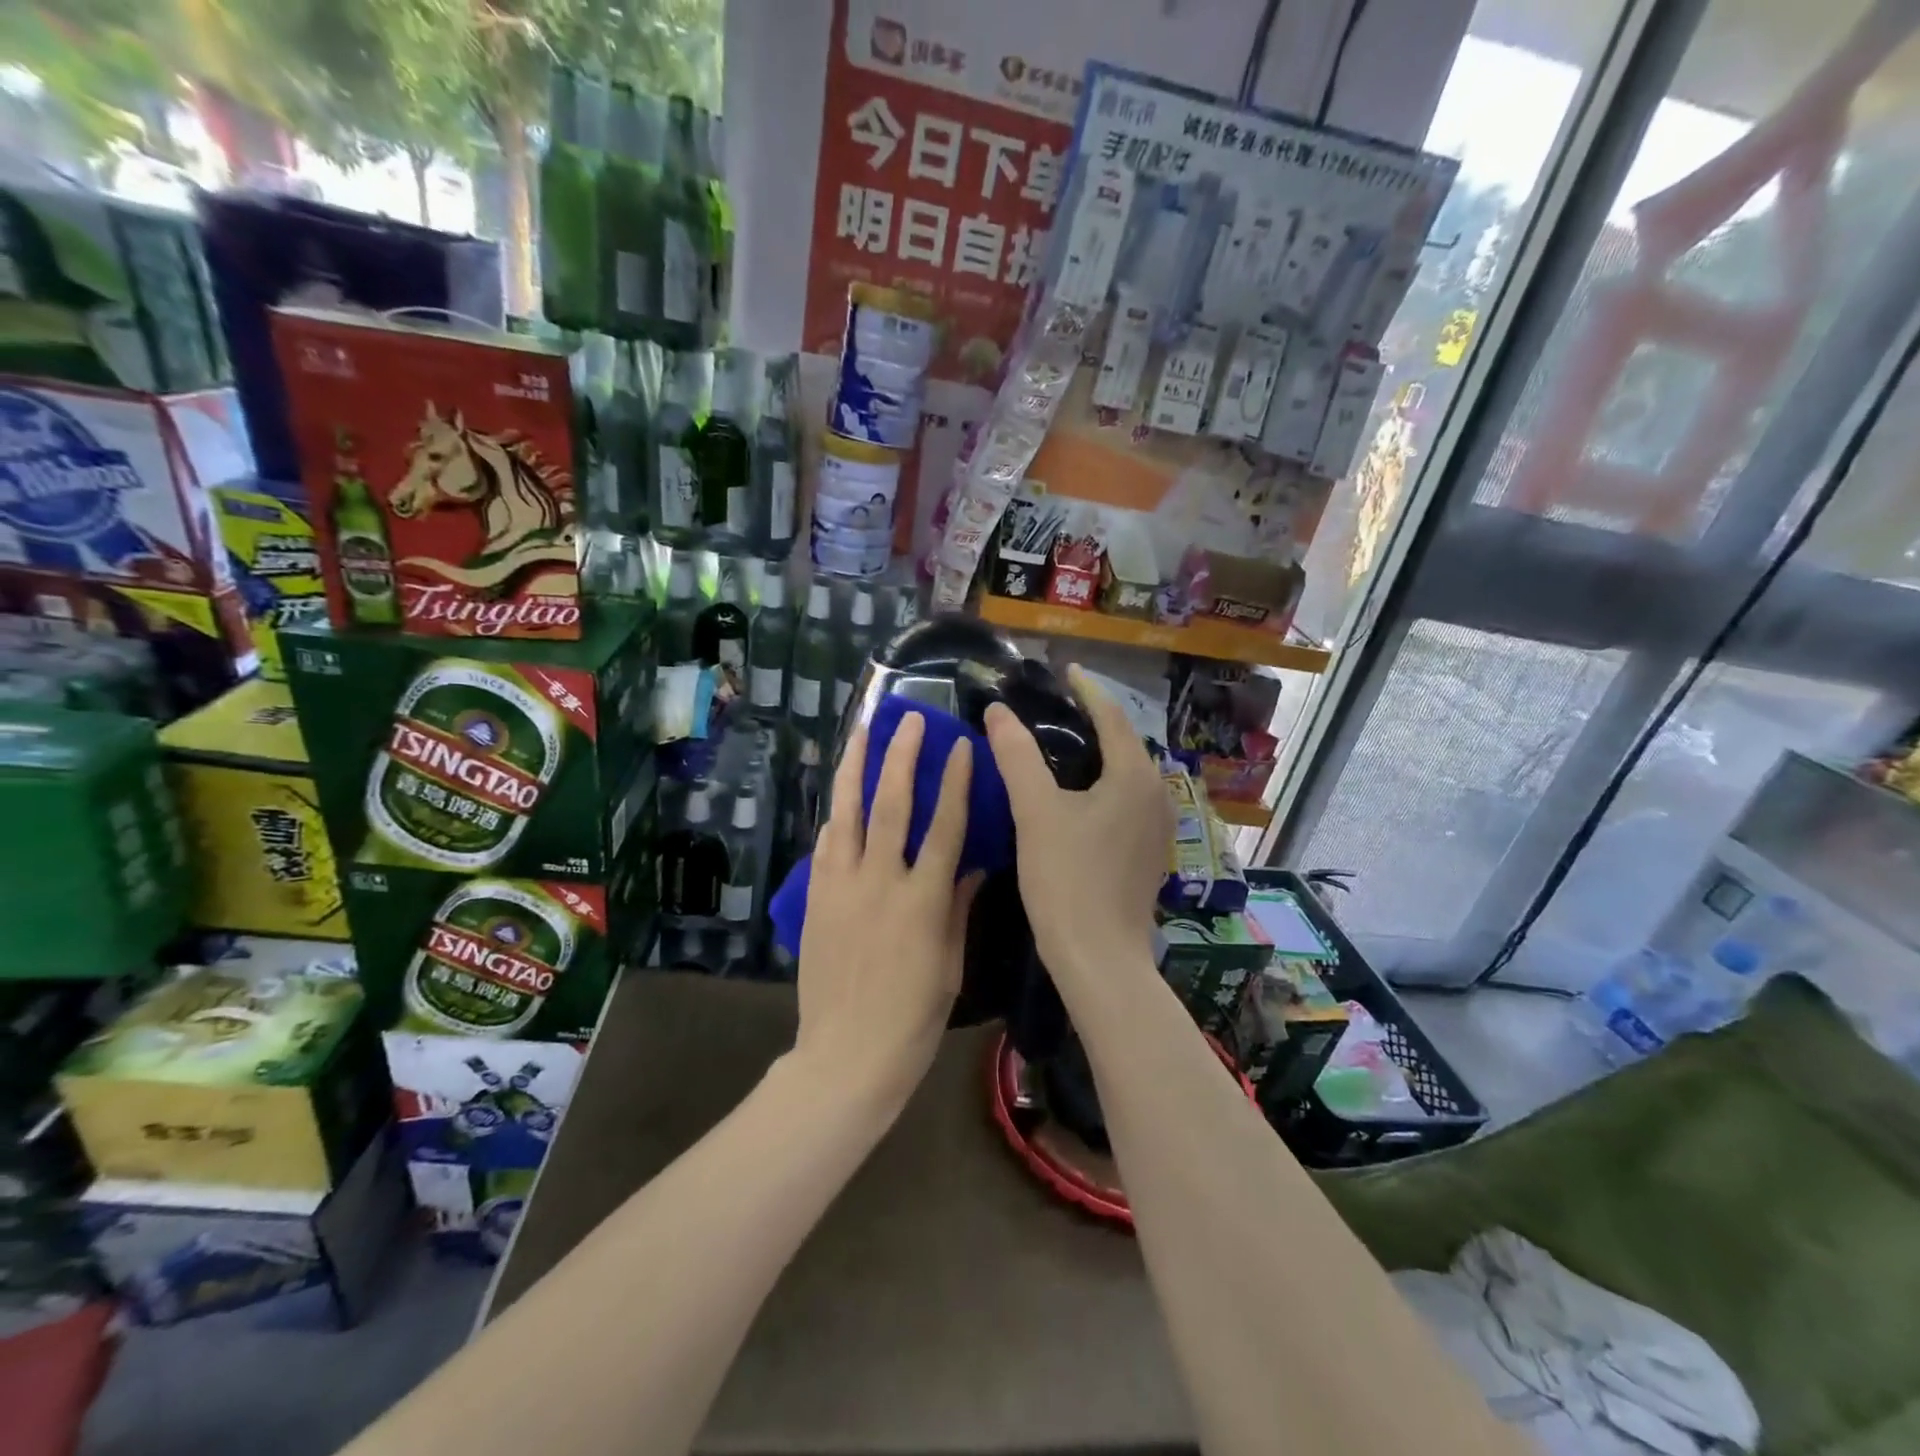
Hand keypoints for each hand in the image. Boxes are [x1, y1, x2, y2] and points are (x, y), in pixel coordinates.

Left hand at [793, 712, 979, 1105]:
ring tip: (861, 732)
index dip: (955, 783)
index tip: (960, 746)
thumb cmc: (913, 1016)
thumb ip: (958, 906)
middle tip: (909, 719)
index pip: (944, 827)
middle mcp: (880, 882)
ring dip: (856, 768)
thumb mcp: (950, 963)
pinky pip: (825, 846)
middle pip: (891, 805)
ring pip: (847, 814)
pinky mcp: (816, 898)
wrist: (847, 1055)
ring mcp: (841, 887)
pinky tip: (840, 796)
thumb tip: (972, 864)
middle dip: (901, 757)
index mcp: (923, 901)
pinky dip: (835, 816)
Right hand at [985, 666, 1171, 986]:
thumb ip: (1016, 756)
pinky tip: (1077, 793)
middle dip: (1094, 719)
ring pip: (1126, 773)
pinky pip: (1126, 799)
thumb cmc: (1067, 879)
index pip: (1112, 717)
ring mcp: (1156, 827)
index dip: (1088, 690)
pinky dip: (1103, 782)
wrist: (1100, 957)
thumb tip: (998, 711)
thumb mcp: (1035, 811)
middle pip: (1124, 743)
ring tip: (1063, 742)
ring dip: (1099, 752)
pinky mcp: (1148, 852)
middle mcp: (1156, 795)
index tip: (1066, 670)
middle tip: (1057, 705)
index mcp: (1134, 777)